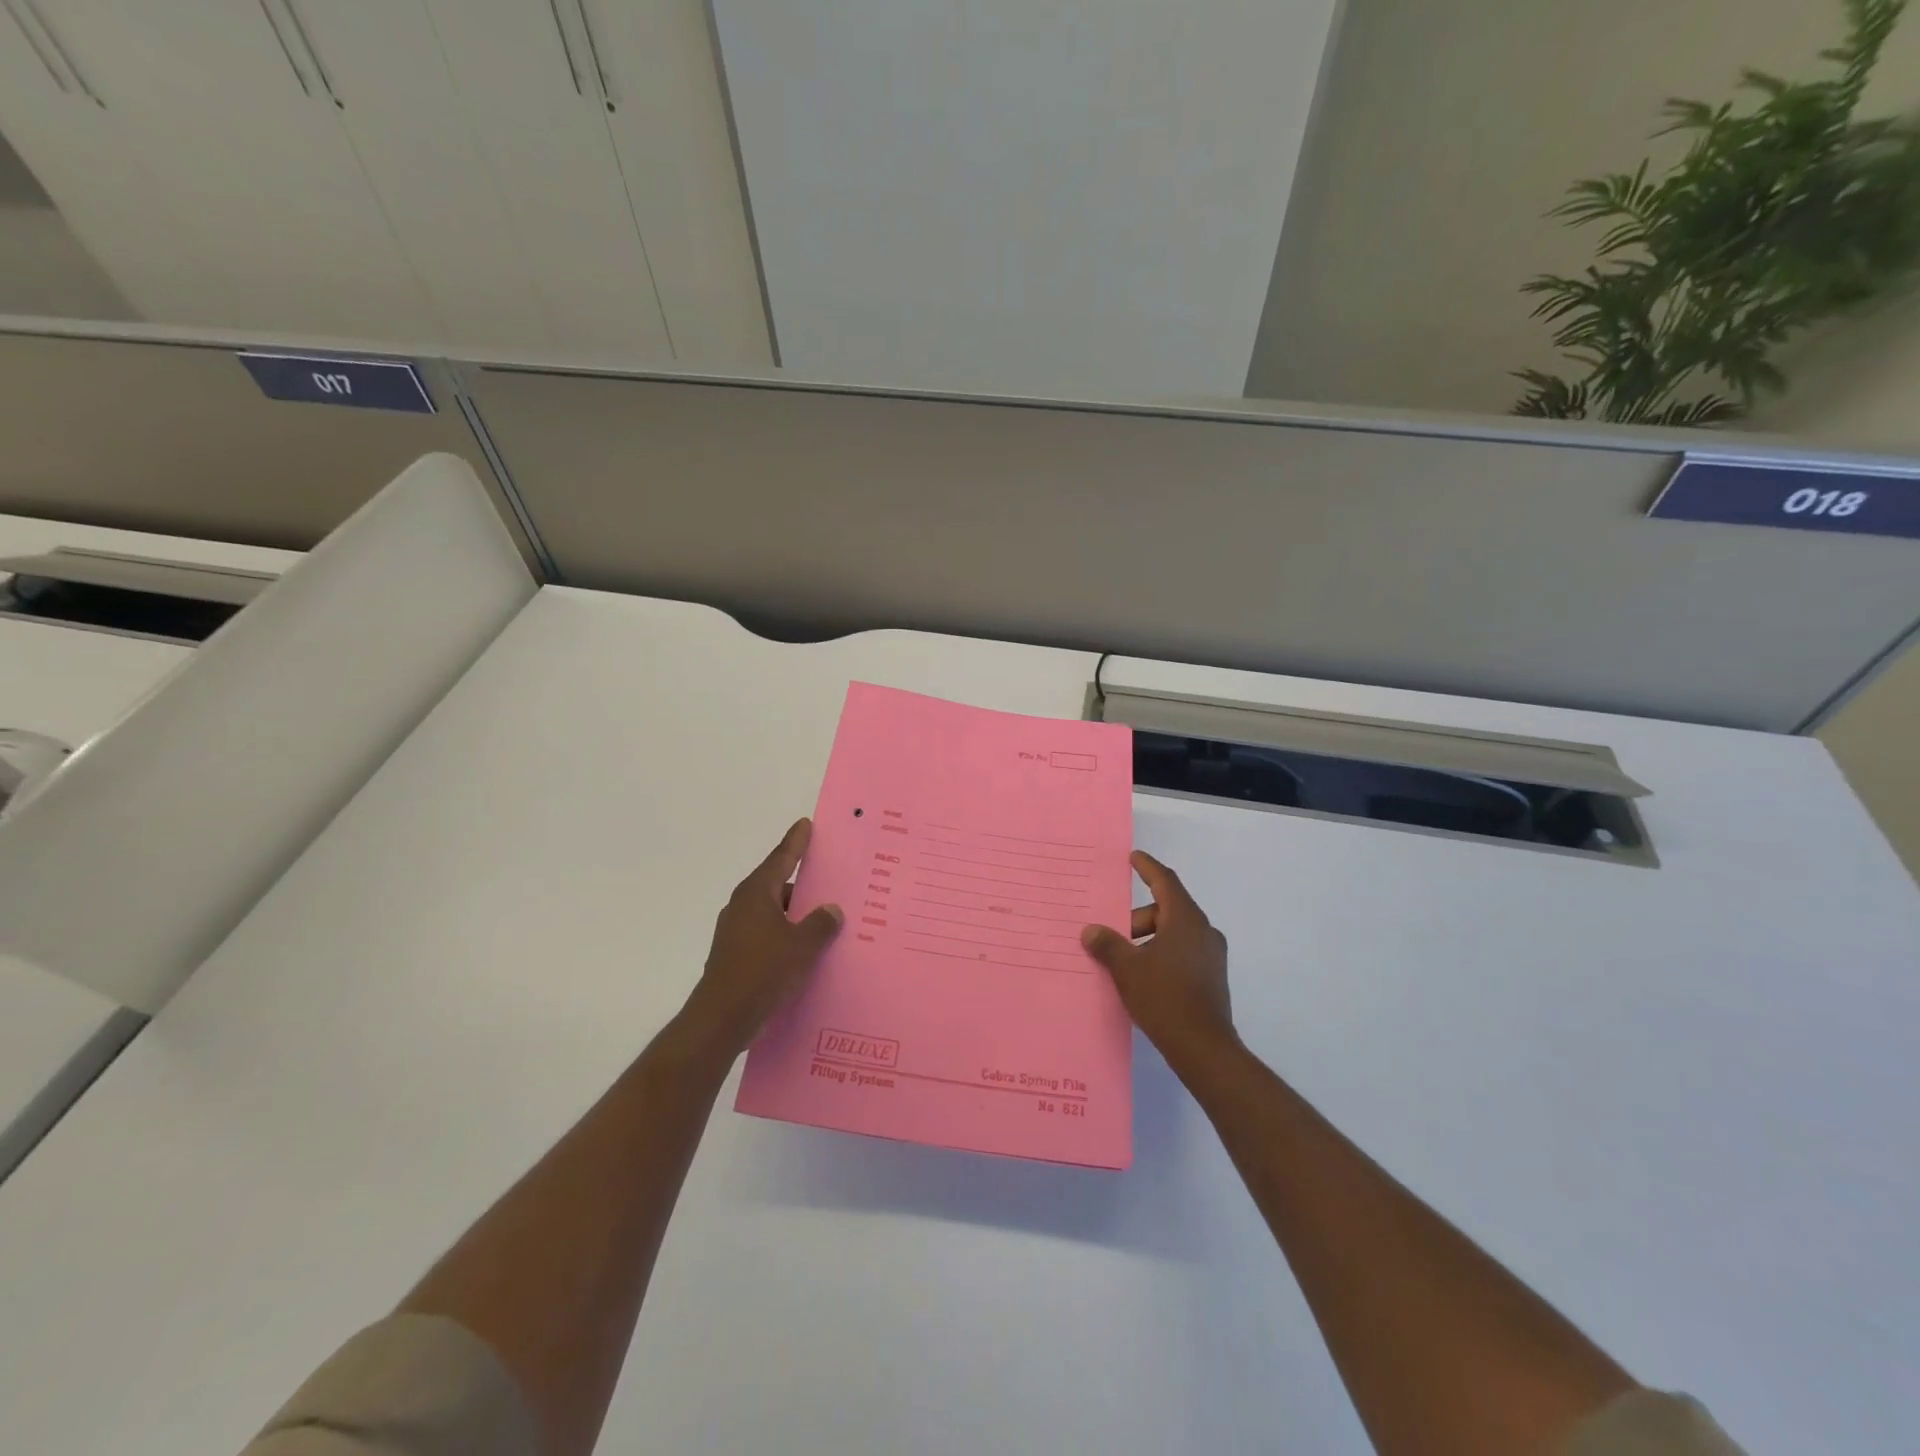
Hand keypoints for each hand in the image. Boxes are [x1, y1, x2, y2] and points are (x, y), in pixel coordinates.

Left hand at [676, 819, 842, 1061]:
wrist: (722, 1019)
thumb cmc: (763, 972)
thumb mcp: (802, 946)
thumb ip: (821, 924)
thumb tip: (831, 910)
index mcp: (756, 894)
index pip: (781, 859)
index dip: (796, 842)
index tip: (806, 824)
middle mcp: (743, 907)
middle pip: (778, 886)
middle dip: (803, 883)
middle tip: (831, 878)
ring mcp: (736, 932)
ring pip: (774, 914)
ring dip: (796, 914)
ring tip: (826, 918)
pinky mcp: (737, 955)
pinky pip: (768, 935)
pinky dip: (787, 936)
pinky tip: (807, 949)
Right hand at [1082, 851, 1237, 1082]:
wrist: (1204, 1048)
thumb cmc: (1164, 997)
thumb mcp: (1127, 968)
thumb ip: (1107, 944)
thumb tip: (1091, 930)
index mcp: (1185, 919)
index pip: (1165, 881)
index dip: (1147, 867)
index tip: (1133, 857)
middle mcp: (1203, 931)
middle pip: (1166, 910)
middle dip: (1136, 918)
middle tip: (1111, 935)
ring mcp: (1211, 955)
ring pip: (1173, 933)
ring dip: (1147, 939)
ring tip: (1123, 960)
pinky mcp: (1212, 977)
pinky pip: (1182, 952)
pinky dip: (1160, 954)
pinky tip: (1142, 976)